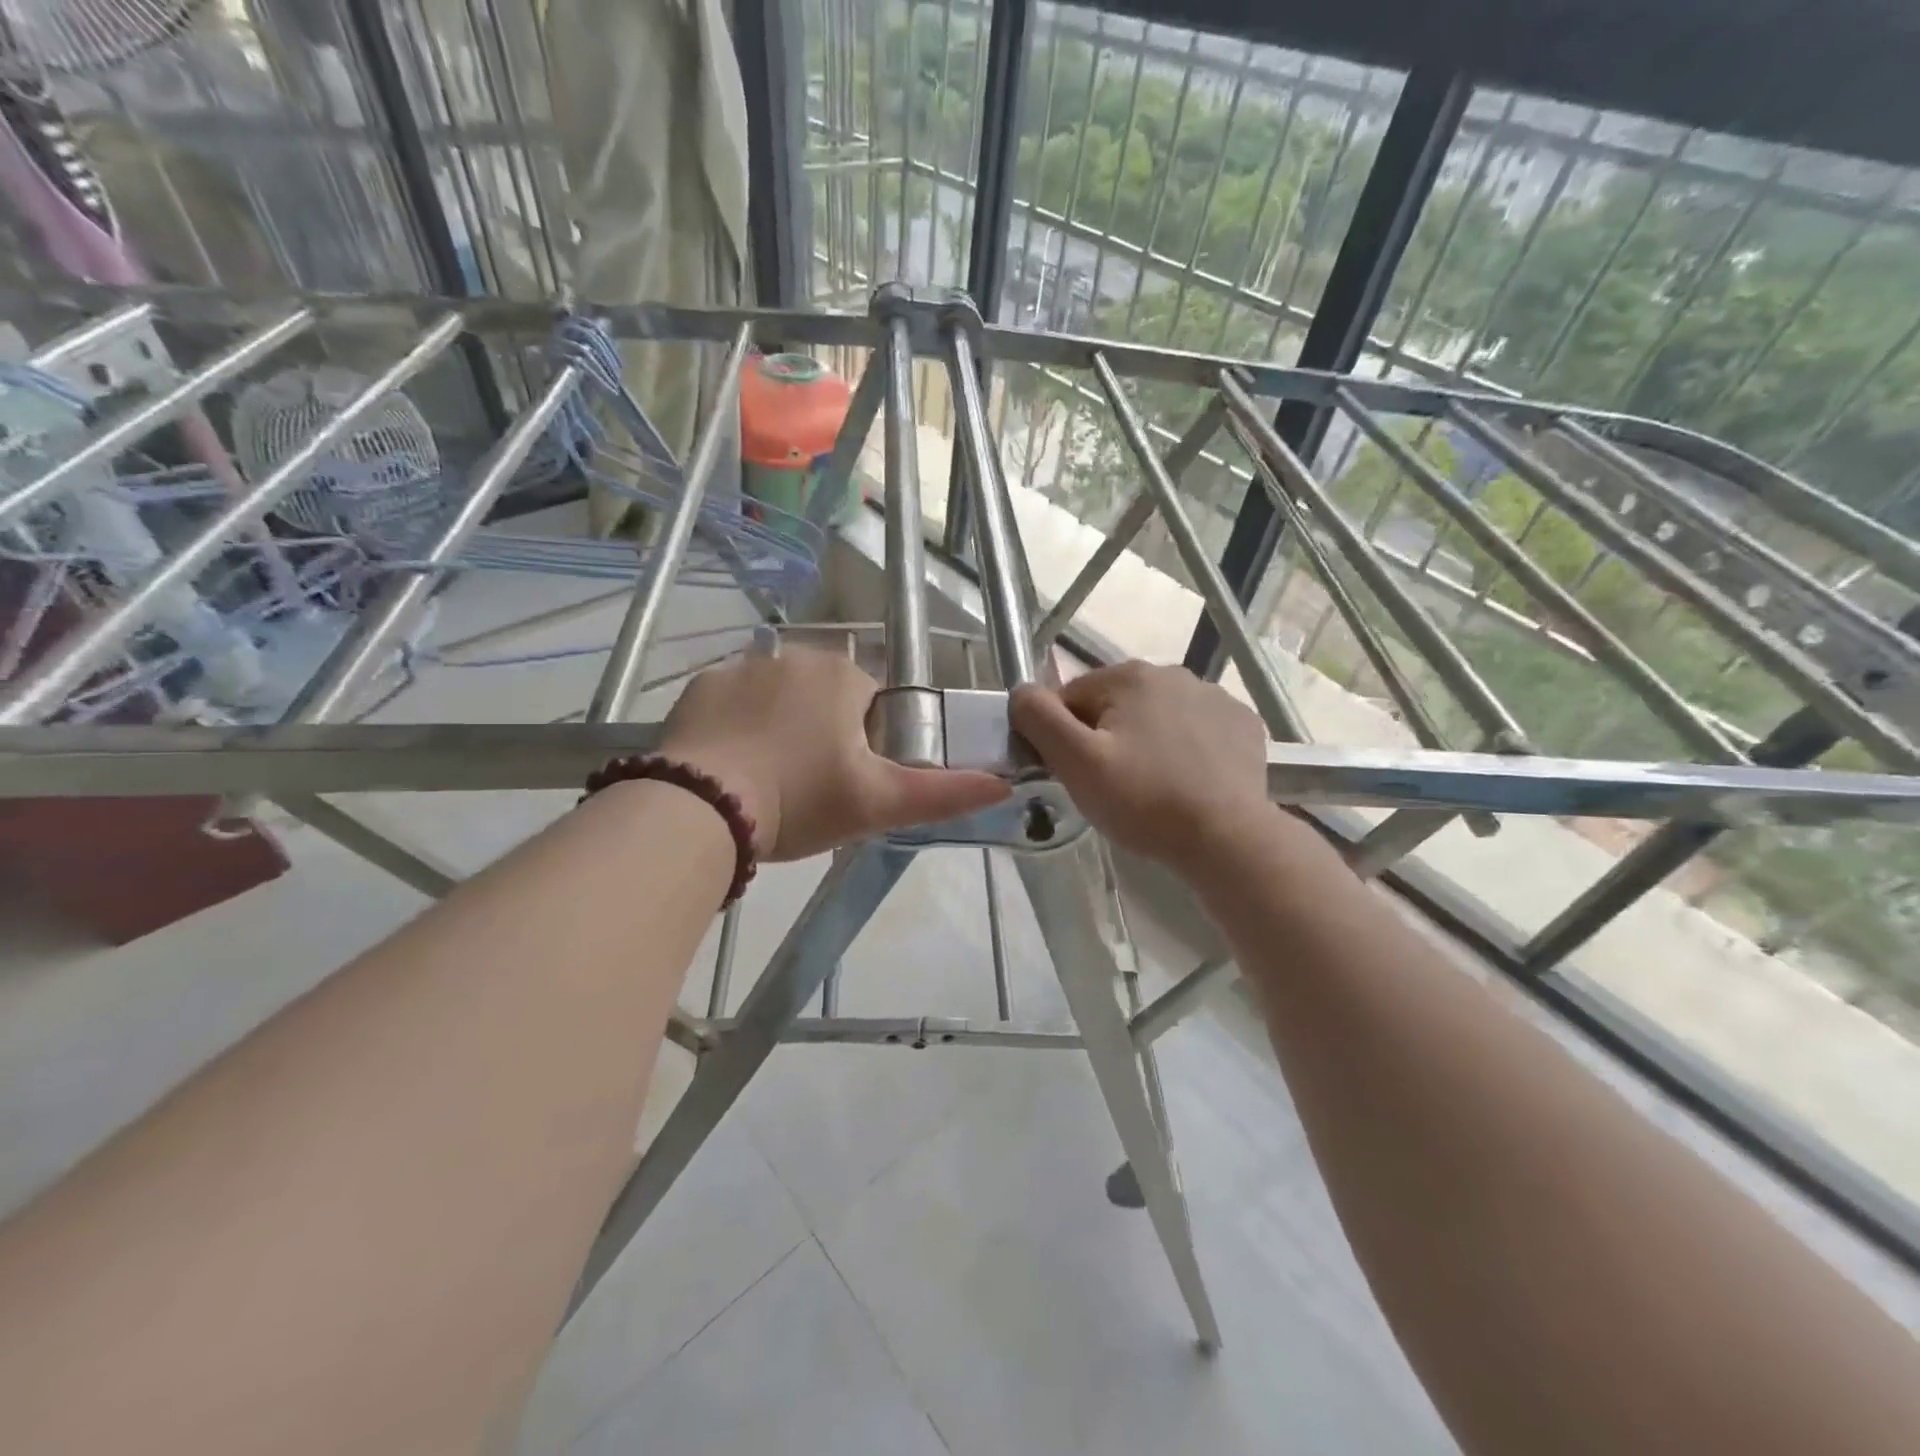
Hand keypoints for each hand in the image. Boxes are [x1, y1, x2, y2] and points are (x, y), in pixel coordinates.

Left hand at [661, 646, 1009, 860]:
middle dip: (822, 734)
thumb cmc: (801, 799)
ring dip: (780, 729)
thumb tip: (1005, 786)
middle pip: (824, 698)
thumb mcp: (878, 803)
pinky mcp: (701, 687)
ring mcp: (742, 668)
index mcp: (842, 676)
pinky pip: (733, 704)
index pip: (871, 704)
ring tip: (766, 782)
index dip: (864, 745)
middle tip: (807, 789)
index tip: (845, 783)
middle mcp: (795, 656)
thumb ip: (944, 794)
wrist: (702, 807)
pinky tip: (730, 767)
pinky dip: (737, 729)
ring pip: (778, 699)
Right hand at [1010, 661, 1271, 872]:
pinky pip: (1196, 730)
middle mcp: (1173, 673)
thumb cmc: (1143, 800)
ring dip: (1146, 742)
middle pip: (1115, 705)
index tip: (1077, 774)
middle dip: (1107, 739)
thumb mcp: (1076, 763)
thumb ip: (1039, 719)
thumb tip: (1021, 691)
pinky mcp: (1242, 724)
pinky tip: (1188, 782)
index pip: (1072, 699)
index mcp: (1129, 676)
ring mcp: (1215, 696)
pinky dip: (1187, 749)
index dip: (1065, 738)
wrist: (1227, 838)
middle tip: (1113, 786)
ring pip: (1157, 717)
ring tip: (1152, 788)